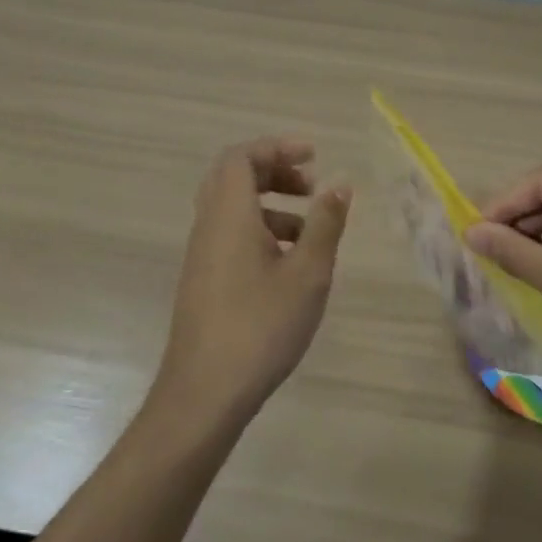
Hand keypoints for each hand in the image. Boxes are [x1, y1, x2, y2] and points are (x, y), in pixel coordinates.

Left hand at [155, 137, 351, 420]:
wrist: (204, 394)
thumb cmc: (260, 326)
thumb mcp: (307, 273)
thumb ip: (326, 224)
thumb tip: (339, 184)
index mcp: (229, 214)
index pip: (242, 157)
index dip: (277, 147)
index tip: (314, 157)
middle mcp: (209, 225)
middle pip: (234, 177)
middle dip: (275, 171)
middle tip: (310, 185)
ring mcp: (202, 255)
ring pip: (233, 208)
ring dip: (271, 205)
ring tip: (310, 231)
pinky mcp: (203, 280)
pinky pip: (230, 235)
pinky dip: (260, 231)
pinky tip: (289, 265)